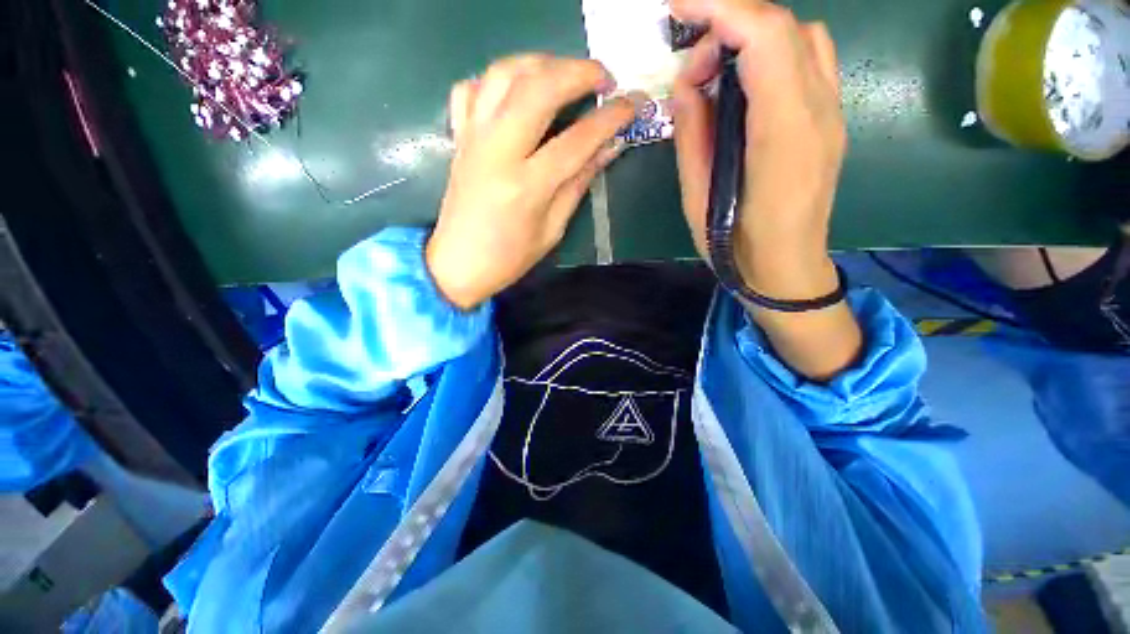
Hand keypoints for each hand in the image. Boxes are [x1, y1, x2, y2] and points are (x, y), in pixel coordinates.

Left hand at [426, 55, 640, 309]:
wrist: (458, 264)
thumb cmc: (510, 257)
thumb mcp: (552, 229)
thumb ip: (579, 184)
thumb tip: (608, 148)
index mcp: (527, 186)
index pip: (577, 140)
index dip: (609, 118)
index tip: (633, 103)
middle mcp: (498, 151)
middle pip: (539, 88)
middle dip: (578, 72)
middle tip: (604, 78)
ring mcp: (474, 139)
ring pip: (504, 74)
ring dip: (540, 62)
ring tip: (565, 74)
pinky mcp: (459, 138)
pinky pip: (471, 90)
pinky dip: (496, 80)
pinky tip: (515, 92)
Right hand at [671, 0, 846, 300]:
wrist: (785, 271)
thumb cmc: (734, 246)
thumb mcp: (697, 197)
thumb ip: (694, 133)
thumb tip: (690, 81)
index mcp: (782, 135)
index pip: (764, 37)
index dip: (721, 7)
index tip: (678, 7)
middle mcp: (819, 111)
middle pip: (784, 27)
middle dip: (729, 21)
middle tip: (691, 61)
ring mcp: (831, 114)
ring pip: (802, 38)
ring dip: (753, 37)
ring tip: (716, 73)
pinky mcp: (830, 121)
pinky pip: (810, 62)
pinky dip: (773, 54)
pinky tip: (746, 86)